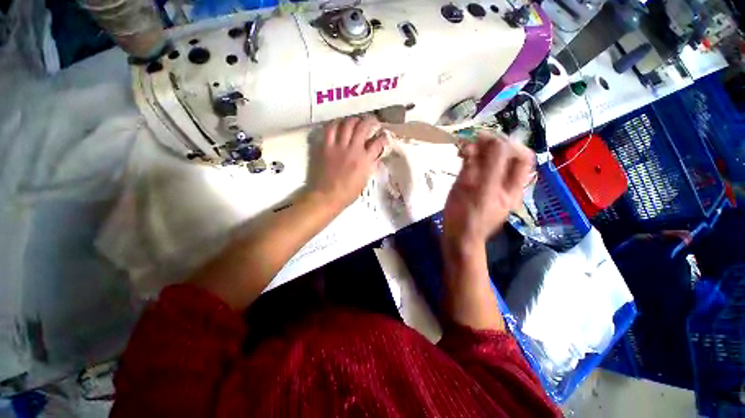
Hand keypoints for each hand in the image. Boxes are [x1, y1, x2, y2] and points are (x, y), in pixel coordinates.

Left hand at [306, 116, 387, 210]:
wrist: (326, 196)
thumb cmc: (347, 193)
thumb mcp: (364, 181)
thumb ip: (370, 166)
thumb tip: (374, 157)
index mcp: (365, 160)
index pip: (377, 143)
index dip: (383, 137)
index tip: (383, 135)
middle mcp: (353, 150)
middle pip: (363, 127)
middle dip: (370, 121)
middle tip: (372, 121)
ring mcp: (338, 146)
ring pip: (347, 124)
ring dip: (354, 119)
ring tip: (356, 120)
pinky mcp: (326, 147)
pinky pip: (330, 129)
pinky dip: (336, 123)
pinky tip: (339, 124)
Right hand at [443, 133, 533, 247]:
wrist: (457, 237)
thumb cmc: (469, 216)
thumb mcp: (482, 191)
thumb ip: (491, 165)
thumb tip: (495, 140)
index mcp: (512, 185)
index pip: (521, 156)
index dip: (508, 143)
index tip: (487, 138)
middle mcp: (502, 182)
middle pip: (503, 156)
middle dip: (489, 145)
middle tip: (471, 141)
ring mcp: (487, 184)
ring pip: (488, 160)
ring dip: (478, 150)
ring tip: (463, 148)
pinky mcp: (473, 187)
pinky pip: (475, 167)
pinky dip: (469, 159)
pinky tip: (461, 156)